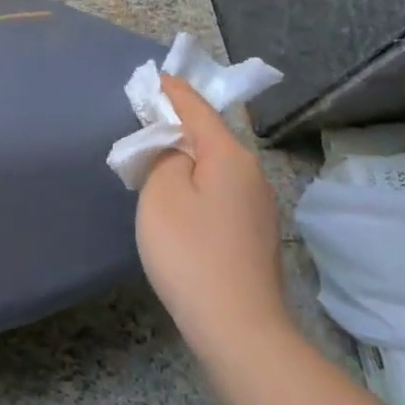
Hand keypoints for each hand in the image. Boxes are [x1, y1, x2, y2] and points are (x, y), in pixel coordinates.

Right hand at [136, 73, 288, 354]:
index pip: (197, 109)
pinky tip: (181, 198)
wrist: (237, 327)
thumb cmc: (190, 252)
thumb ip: (163, 157)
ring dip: (188, 156)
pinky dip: (198, 182)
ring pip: (216, 165)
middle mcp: (251, 173)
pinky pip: (220, 191)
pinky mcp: (254, 233)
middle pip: (210, 136)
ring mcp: (258, 206)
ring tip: (157, 158)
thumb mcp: (162, 193)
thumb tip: (175, 150)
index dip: (173, 91)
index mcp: (229, 156)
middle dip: (179, 124)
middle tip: (146, 119)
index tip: (155, 77)